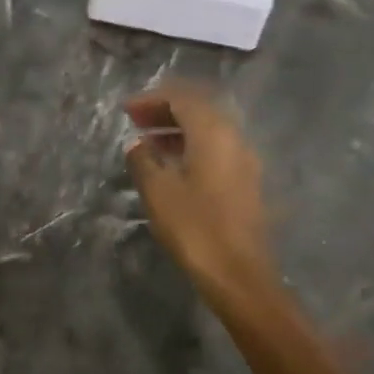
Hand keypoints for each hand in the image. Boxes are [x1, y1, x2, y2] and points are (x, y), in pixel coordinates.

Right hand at [125, 83, 279, 310]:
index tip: (126, 110)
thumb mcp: (157, 191)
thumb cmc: (194, 227)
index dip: (151, 99)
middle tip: (136, 121)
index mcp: (213, 133)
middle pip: (199, 109)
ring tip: (149, 143)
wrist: (239, 275)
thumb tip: (137, 145)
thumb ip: (143, 160)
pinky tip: (172, 166)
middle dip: (166, 110)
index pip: (182, 98)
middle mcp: (234, 138)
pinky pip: (217, 149)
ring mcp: (245, 160)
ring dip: (178, 129)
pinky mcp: (247, 181)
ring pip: (209, 130)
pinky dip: (192, 146)